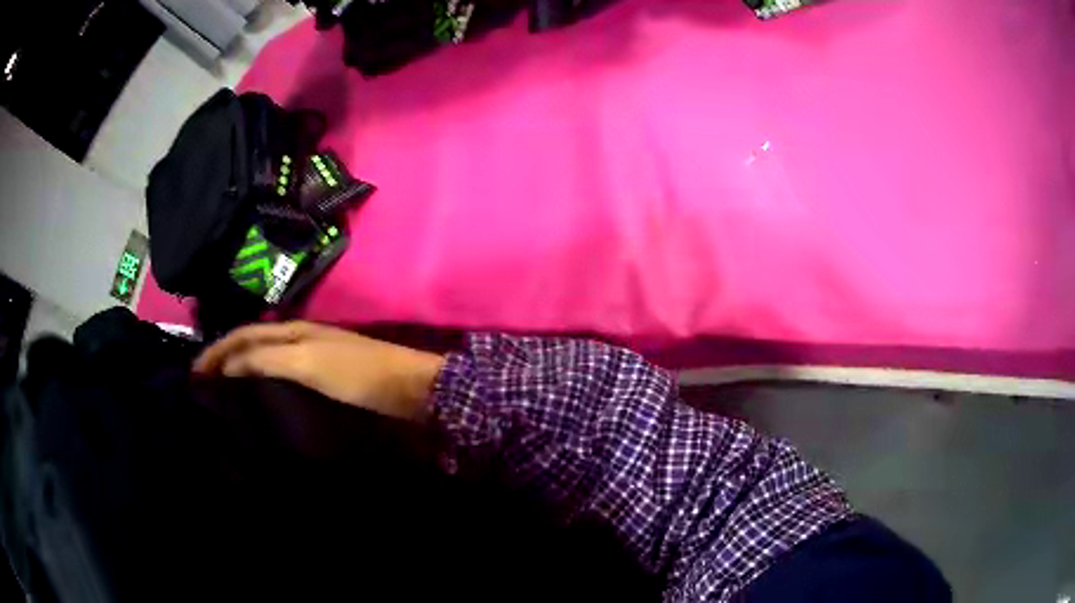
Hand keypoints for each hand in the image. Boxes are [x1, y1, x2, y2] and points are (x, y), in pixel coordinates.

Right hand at [192, 321, 444, 420]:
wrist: (408, 387)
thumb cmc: (358, 374)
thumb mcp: (308, 363)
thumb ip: (267, 360)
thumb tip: (227, 364)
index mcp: (291, 330)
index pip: (242, 335)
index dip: (216, 350)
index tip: (193, 373)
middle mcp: (297, 336)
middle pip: (250, 342)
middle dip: (223, 356)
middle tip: (200, 381)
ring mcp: (310, 354)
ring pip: (263, 356)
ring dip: (239, 368)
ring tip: (220, 389)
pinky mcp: (322, 373)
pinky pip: (279, 371)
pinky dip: (260, 379)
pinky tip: (257, 395)